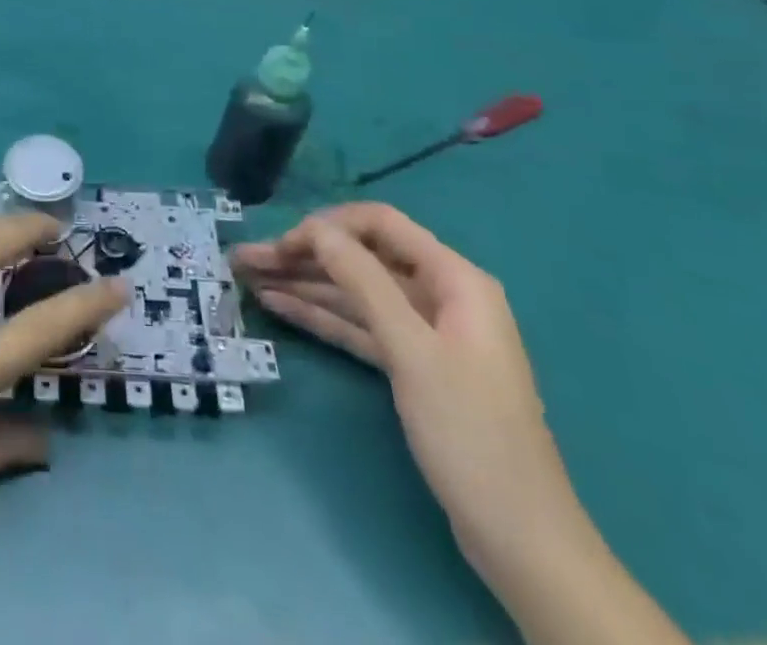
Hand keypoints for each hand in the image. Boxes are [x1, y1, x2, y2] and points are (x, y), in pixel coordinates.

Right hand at [229, 203, 586, 576]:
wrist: (521, 541)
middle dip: (304, 256)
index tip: (281, 243)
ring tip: (249, 279)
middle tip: (245, 261)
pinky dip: (322, 317)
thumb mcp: (412, 350)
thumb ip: (363, 281)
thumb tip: (317, 228)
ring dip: (305, 285)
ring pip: (355, 294)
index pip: (379, 225)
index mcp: (454, 279)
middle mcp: (439, 295)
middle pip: (362, 259)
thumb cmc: (470, 433)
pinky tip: (279, 306)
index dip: (328, 226)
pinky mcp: (412, 366)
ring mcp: (424, 333)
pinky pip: (360, 327)